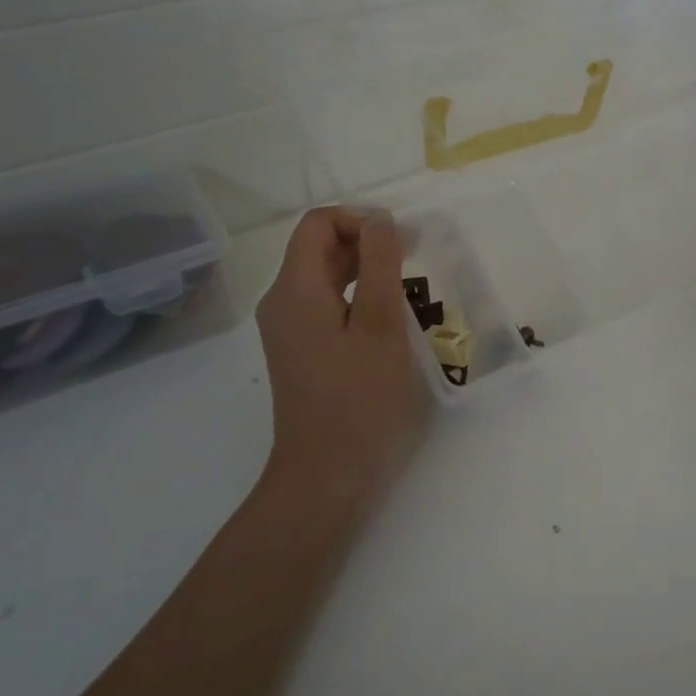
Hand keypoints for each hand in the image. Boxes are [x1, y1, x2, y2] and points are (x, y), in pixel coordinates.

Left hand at [256, 207, 427, 497]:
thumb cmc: (360, 399)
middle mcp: (282, 302)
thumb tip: (379, 218)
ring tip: (407, 287)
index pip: (318, 223)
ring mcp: (288, 329)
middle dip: (365, 242)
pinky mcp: (300, 351)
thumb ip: (381, 263)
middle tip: (413, 260)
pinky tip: (387, 319)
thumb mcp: (381, 325)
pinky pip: (326, 305)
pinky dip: (356, 297)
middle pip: (318, 247)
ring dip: (365, 270)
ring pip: (324, 277)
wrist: (327, 476)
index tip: (401, 242)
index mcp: (294, 289)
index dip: (359, 220)